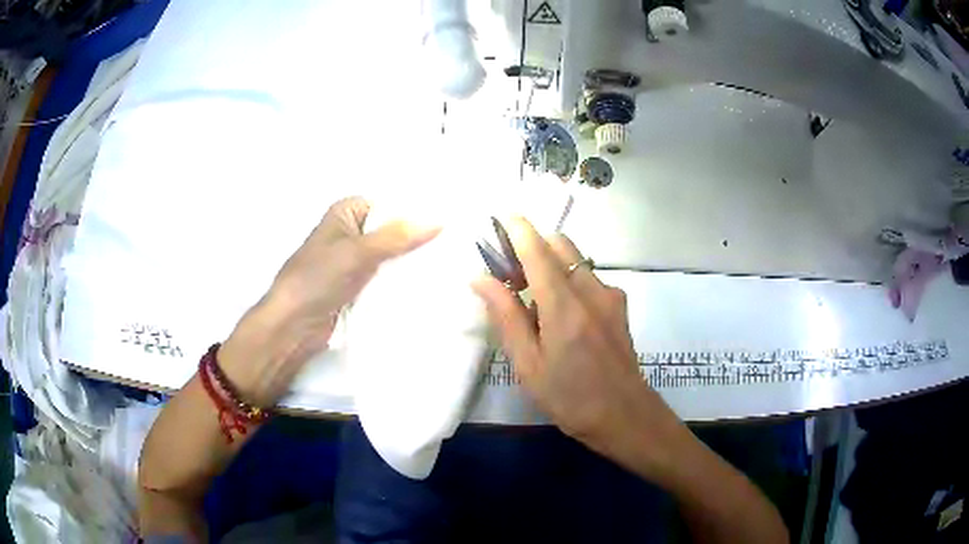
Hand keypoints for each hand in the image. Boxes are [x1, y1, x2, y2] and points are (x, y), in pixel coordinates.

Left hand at [220, 197, 439, 406]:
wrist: (294, 326)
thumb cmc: (316, 280)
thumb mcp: (357, 252)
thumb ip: (396, 237)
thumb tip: (437, 221)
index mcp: (347, 213)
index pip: (391, 204)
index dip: (417, 211)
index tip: (451, 220)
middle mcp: (353, 232)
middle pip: (394, 231)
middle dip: (419, 239)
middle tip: (457, 246)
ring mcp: (357, 262)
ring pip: (393, 256)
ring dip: (413, 263)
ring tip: (451, 265)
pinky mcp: (360, 286)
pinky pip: (388, 278)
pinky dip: (404, 281)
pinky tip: (430, 284)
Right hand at [471, 218, 688, 477]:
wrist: (624, 416)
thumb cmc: (569, 398)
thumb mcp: (528, 364)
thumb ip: (506, 316)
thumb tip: (480, 278)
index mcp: (563, 306)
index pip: (537, 250)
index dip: (517, 228)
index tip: (499, 215)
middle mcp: (591, 290)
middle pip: (560, 244)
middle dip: (532, 245)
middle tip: (509, 271)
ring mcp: (610, 295)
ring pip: (575, 259)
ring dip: (550, 263)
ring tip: (532, 298)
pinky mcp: (619, 305)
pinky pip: (588, 277)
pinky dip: (568, 279)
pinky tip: (560, 313)